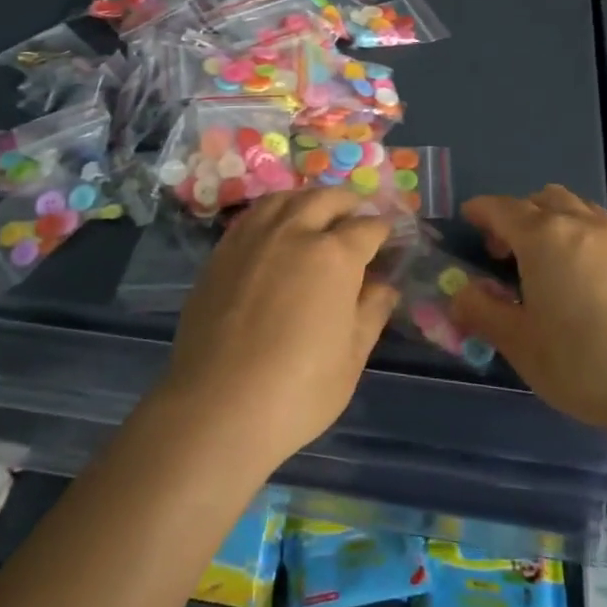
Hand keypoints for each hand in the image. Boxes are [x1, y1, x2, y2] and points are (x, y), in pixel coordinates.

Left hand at [159, 189, 399, 472]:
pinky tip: (277, 230)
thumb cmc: (298, 391)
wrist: (216, 408)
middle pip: (326, 199)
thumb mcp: (352, 357)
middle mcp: (294, 232)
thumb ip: (372, 312)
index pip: (368, 228)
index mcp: (334, 255)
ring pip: (287, 198)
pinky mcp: (222, 252)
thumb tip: (384, 286)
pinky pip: (254, 215)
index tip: (390, 238)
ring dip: (309, 200)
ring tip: (318, 214)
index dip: (384, 230)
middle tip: (358, 219)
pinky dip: (275, 212)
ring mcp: (253, 238)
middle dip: (349, 204)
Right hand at [446, 185, 606, 445]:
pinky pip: (598, 227)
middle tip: (502, 251)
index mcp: (544, 237)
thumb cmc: (585, 363)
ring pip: (574, 207)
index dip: (480, 210)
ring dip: (550, 220)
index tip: (466, 219)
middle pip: (540, 199)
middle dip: (516, 215)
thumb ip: (483, 313)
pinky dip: (578, 235)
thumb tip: (459, 295)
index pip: (502, 208)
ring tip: (542, 261)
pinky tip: (580, 277)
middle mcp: (580, 224)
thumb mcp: (520, 345)